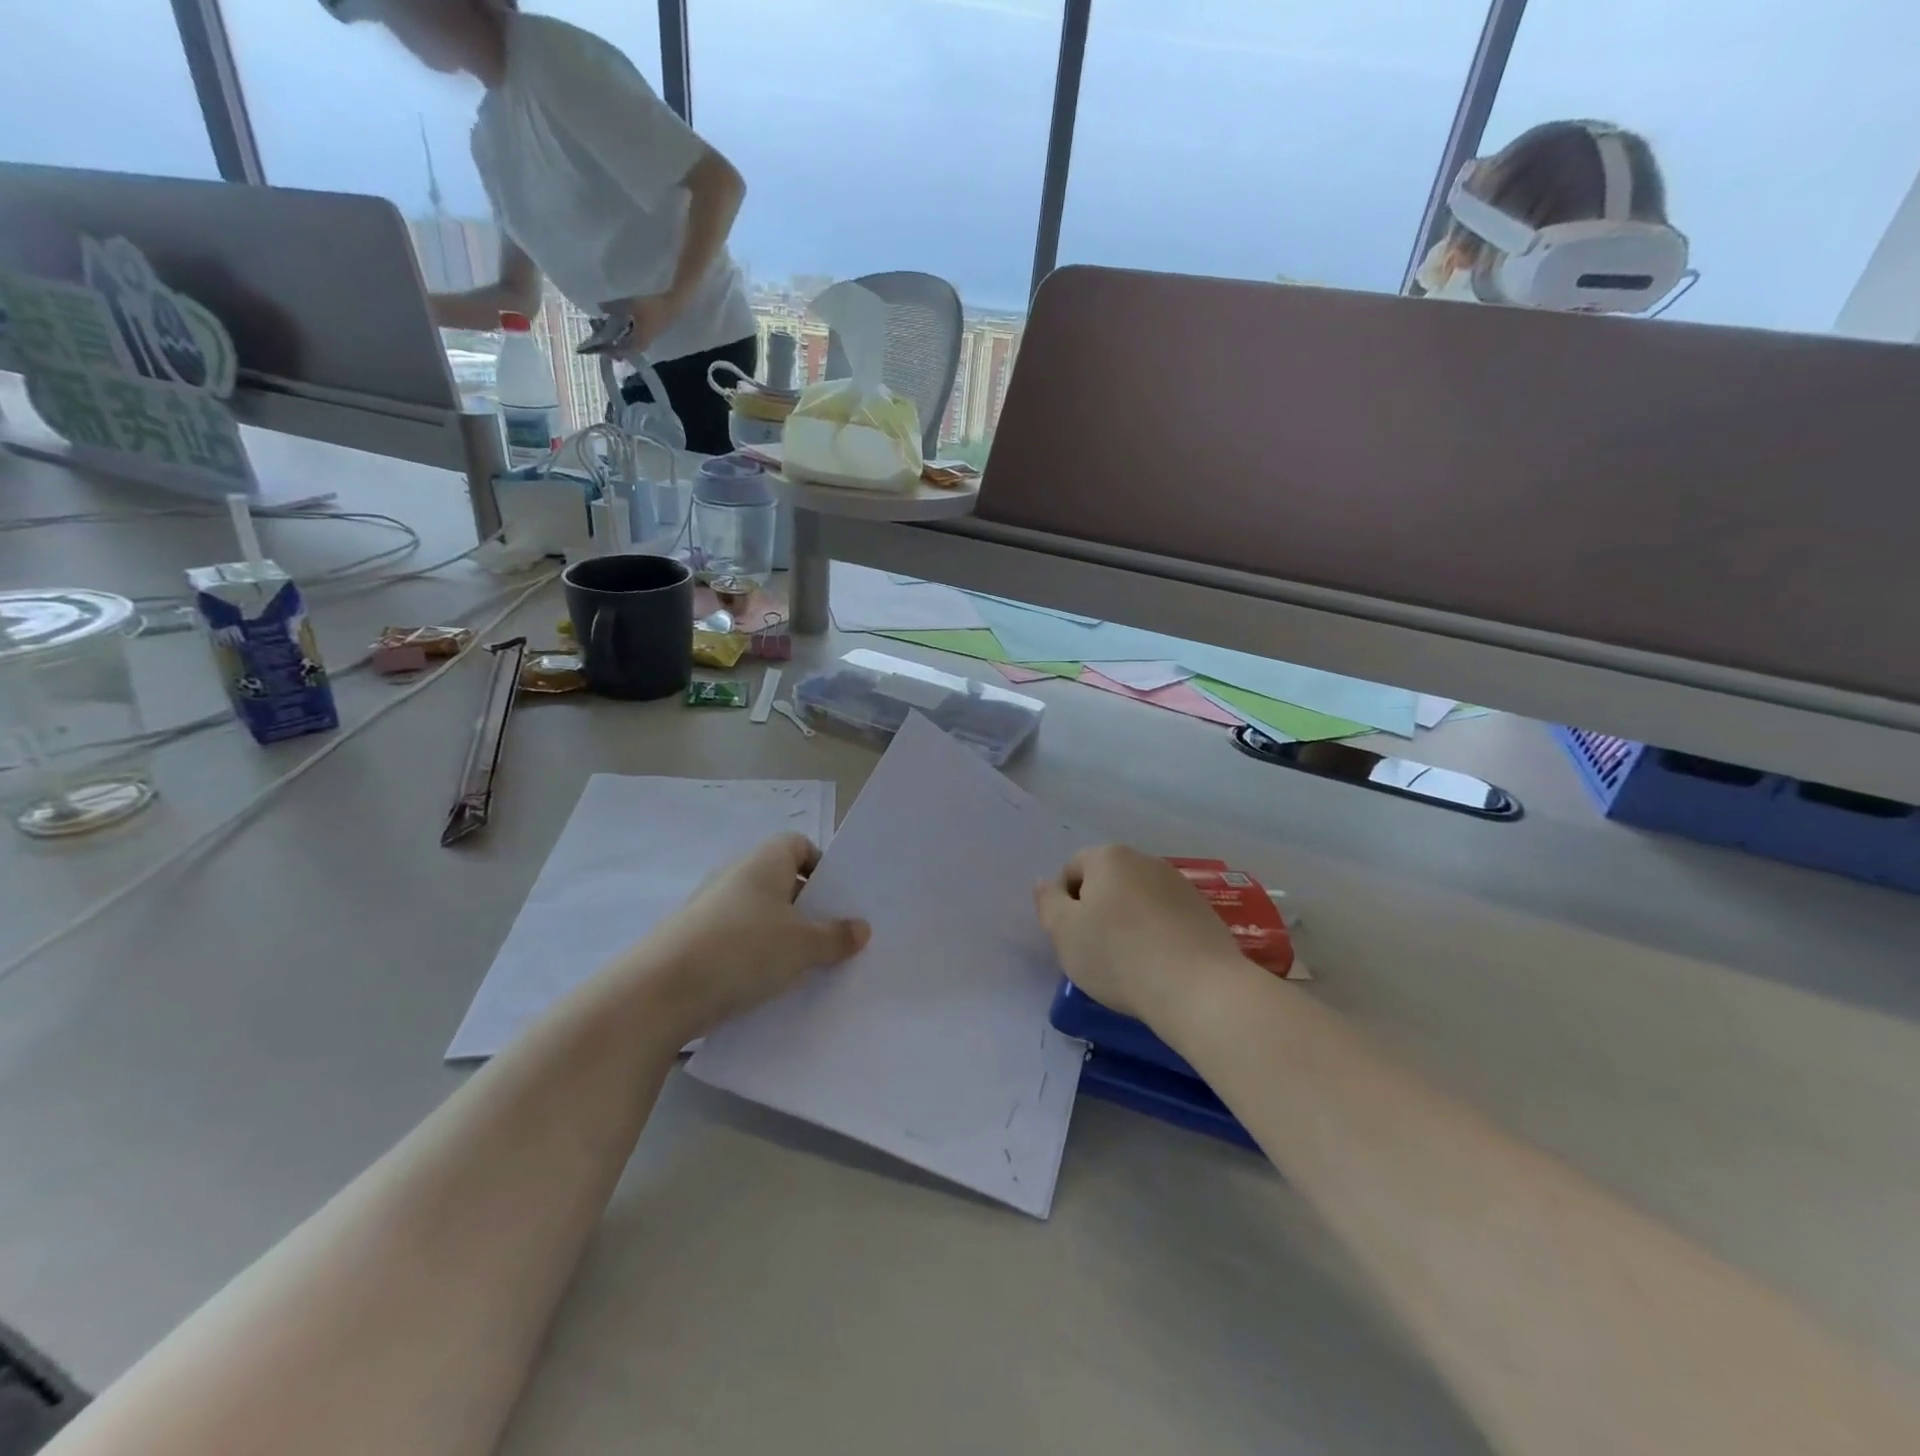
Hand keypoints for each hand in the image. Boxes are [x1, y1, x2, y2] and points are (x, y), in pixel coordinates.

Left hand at [605, 291, 684, 354]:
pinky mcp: (650, 334)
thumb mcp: (629, 305)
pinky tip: (621, 328)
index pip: (621, 352)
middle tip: (601, 339)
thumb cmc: (652, 307)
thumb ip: (613, 307)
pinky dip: (626, 336)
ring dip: (620, 341)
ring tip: (609, 333)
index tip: (597, 346)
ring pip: (630, 345)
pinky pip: (635, 339)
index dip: (609, 350)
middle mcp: (643, 345)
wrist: (673, 306)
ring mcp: (647, 340)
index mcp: (638, 343)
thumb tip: (598, 308)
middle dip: (613, 346)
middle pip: (625, 351)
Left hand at [636, 834, 868, 1039]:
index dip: (821, 867)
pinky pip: (736, 939)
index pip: (799, 844)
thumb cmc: (743, 950)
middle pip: (780, 880)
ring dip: (780, 935)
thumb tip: (861, 928)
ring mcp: (710, 907)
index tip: (836, 900)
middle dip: (806, 907)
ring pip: (758, 913)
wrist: (660, 991)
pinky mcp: (692, 940)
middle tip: (830, 936)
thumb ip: (836, 936)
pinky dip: (753, 956)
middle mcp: (735, 875)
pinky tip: (765, 984)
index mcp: (764, 861)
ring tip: (802, 966)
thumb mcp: (803, 946)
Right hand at [1034, 845, 1251, 1034]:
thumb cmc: (1118, 956)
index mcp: (1109, 857)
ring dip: (1127, 922)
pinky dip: (1156, 935)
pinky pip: (1165, 918)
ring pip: (1137, 900)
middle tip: (1094, 951)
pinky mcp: (1204, 912)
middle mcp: (1145, 860)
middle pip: (1107, 882)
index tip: (1071, 938)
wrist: (1199, 988)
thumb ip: (1048, 903)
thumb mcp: (1064, 933)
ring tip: (1129, 963)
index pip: (1072, 870)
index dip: (1064, 903)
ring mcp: (1179, 884)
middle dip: (1096, 910)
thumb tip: (1044, 884)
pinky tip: (1158, 966)